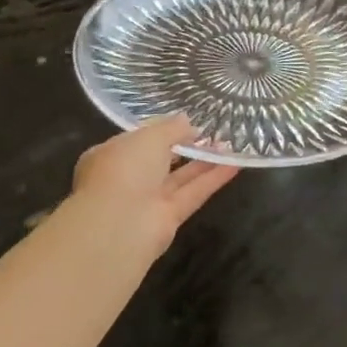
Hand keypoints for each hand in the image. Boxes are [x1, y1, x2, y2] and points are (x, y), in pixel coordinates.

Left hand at [68, 115, 237, 260]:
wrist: (119, 223)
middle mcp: (128, 178)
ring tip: (230, 145)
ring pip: (180, 177)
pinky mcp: (169, 217)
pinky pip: (194, 193)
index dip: (163, 131)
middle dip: (186, 147)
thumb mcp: (149, 137)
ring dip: (204, 162)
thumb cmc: (125, 169)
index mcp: (112, 155)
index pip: (139, 140)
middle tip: (213, 133)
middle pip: (161, 160)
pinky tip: (235, 164)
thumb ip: (171, 128)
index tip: (188, 122)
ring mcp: (148, 200)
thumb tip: (188, 122)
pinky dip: (213, 179)